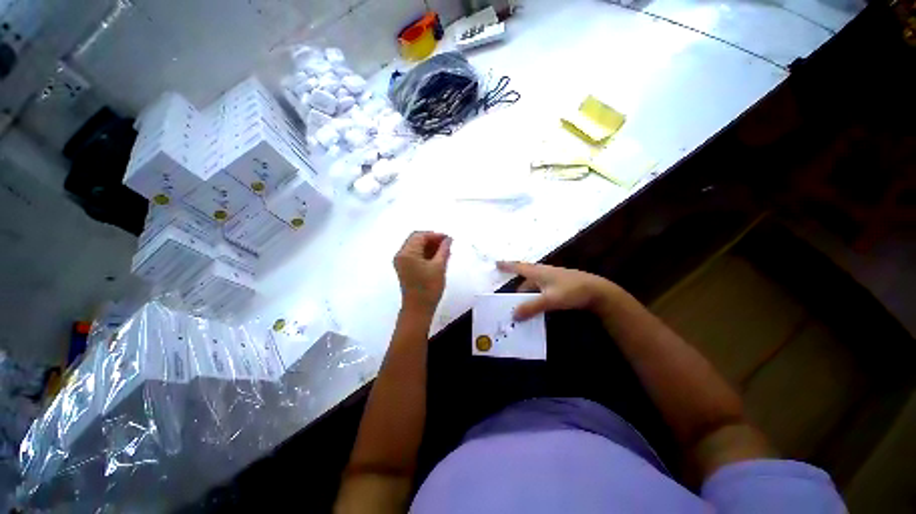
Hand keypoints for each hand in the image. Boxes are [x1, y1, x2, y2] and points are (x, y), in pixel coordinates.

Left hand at [394, 232, 451, 314]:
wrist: (418, 309)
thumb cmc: (429, 288)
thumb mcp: (439, 267)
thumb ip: (444, 250)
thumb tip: (448, 239)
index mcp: (407, 253)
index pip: (420, 236)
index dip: (435, 235)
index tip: (448, 239)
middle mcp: (401, 255)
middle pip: (416, 240)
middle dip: (432, 240)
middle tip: (447, 244)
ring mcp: (402, 262)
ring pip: (416, 247)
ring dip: (429, 247)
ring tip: (445, 251)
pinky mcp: (404, 269)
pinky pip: (415, 255)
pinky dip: (425, 254)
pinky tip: (438, 257)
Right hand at [496, 261, 617, 319]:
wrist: (597, 291)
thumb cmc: (571, 291)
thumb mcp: (549, 300)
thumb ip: (531, 307)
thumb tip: (514, 315)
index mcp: (538, 272)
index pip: (518, 267)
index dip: (506, 265)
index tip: (496, 263)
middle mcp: (543, 273)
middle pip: (524, 280)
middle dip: (517, 291)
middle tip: (510, 304)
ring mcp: (551, 279)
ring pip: (533, 287)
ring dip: (527, 297)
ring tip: (523, 310)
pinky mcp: (559, 285)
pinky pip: (541, 291)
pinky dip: (536, 298)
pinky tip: (537, 308)